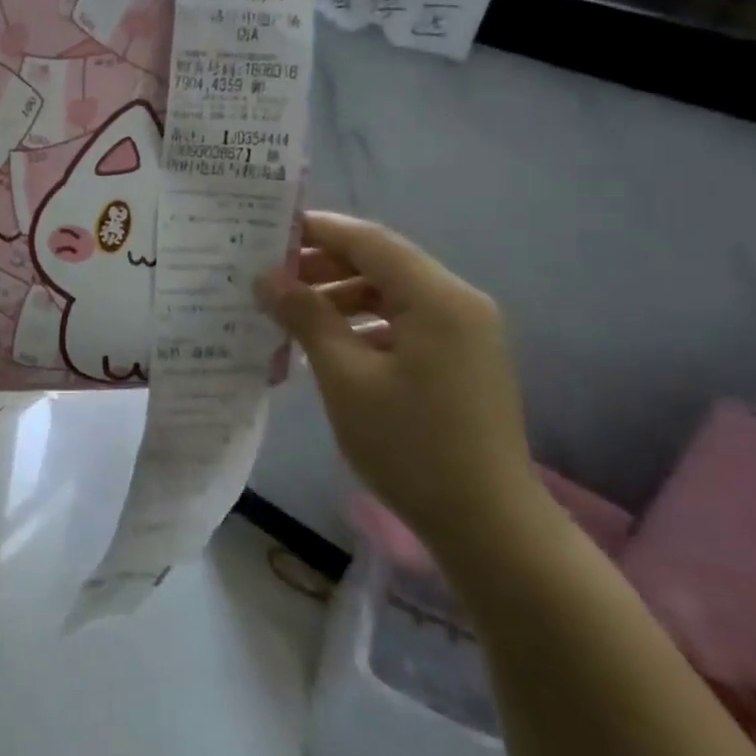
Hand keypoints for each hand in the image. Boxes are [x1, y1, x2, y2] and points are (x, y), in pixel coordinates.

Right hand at [254, 212, 539, 557]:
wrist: (487, 524)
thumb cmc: (410, 445)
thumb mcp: (345, 378)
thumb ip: (307, 317)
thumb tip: (267, 278)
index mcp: (438, 299)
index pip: (370, 241)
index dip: (318, 230)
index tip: (267, 231)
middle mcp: (459, 303)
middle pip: (382, 263)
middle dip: (324, 265)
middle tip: (269, 277)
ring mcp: (465, 333)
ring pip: (391, 294)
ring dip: (340, 295)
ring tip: (289, 311)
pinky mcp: (460, 360)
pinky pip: (404, 322)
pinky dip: (363, 323)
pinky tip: (326, 344)